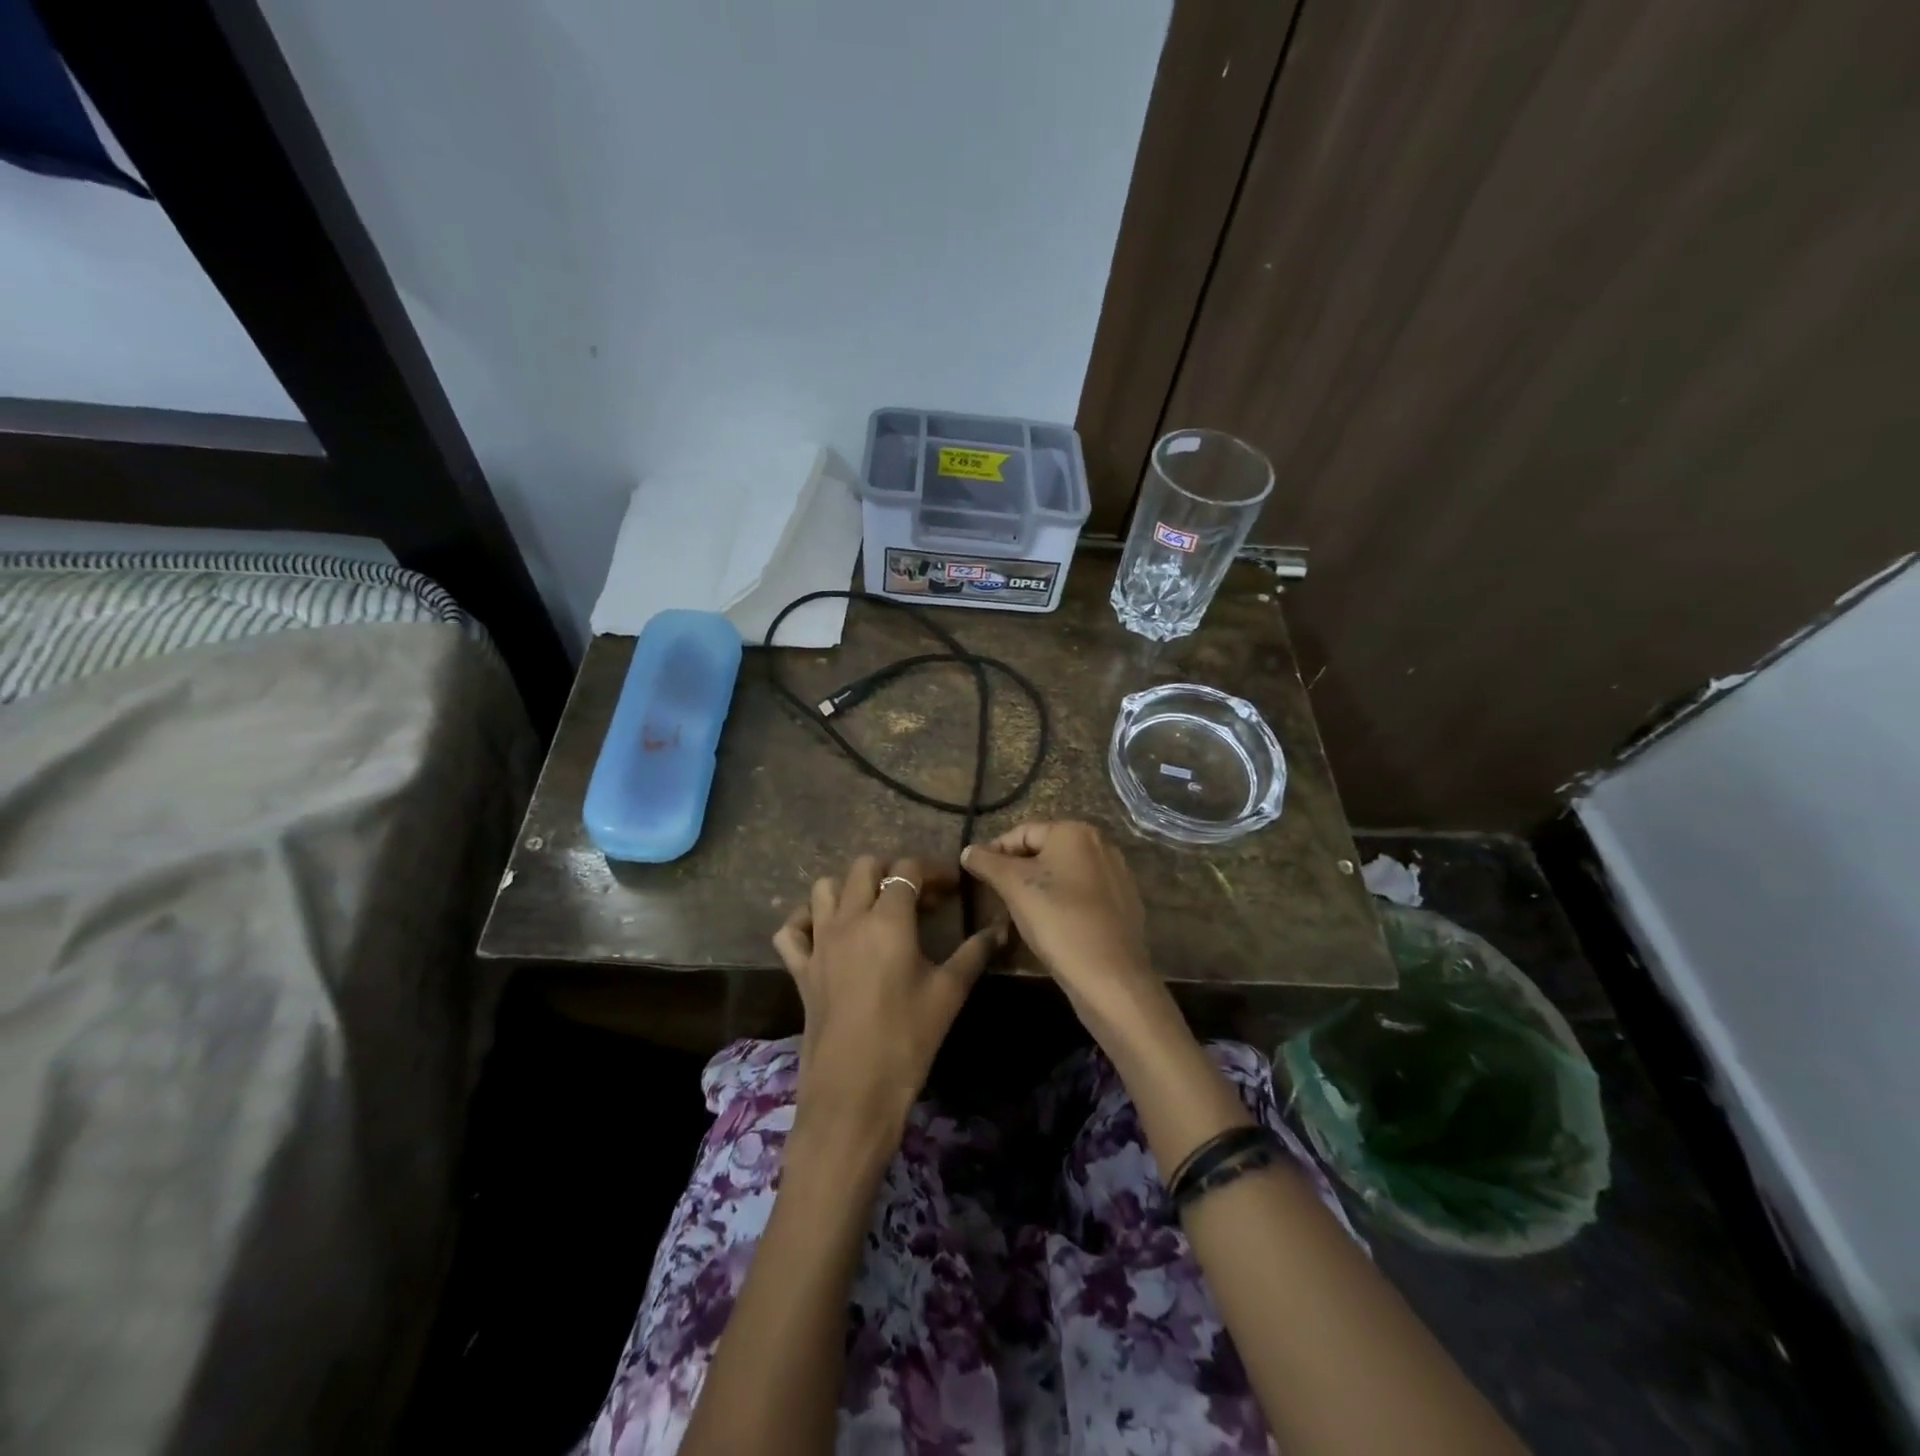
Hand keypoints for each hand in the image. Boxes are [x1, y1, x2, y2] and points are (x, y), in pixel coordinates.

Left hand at [773, 855, 1003, 1134]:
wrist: (853, 1092)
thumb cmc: (907, 1039)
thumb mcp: (949, 993)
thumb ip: (975, 953)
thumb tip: (1000, 928)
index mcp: (888, 920)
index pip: (907, 871)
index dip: (933, 871)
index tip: (951, 889)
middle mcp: (849, 919)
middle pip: (864, 867)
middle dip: (892, 872)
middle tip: (917, 899)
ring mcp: (819, 942)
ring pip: (824, 888)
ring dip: (850, 889)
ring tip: (873, 910)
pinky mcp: (800, 969)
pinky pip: (792, 930)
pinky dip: (806, 921)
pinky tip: (827, 934)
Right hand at [961, 822, 1163, 1035]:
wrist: (1109, 975)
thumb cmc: (1057, 919)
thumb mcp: (1013, 886)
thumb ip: (987, 862)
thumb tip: (968, 850)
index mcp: (1075, 832)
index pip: (1022, 833)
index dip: (995, 852)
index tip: (977, 876)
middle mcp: (1101, 844)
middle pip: (1045, 852)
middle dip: (1018, 871)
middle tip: (997, 896)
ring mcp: (1117, 874)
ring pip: (1064, 874)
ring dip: (1040, 888)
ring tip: (1021, 913)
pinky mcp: (1125, 903)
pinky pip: (1084, 894)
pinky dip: (1064, 903)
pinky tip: (1053, 926)